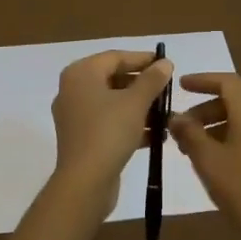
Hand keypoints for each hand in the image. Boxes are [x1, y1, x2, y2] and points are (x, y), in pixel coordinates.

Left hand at [49, 49, 173, 210]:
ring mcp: (75, 116)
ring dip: (140, 107)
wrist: (85, 182)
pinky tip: (155, 134)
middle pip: (113, 79)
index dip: (142, 59)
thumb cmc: (109, 132)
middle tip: (168, 89)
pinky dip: (130, 125)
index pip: (115, 57)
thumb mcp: (136, 102)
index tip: (166, 64)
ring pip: (113, 103)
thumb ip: (152, 80)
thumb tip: (165, 63)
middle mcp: (73, 90)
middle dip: (143, 85)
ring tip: (167, 113)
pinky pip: (109, 123)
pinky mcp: (82, 138)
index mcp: (80, 74)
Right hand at [168, 72, 240, 239]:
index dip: (203, 79)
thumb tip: (176, 117)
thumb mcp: (208, 161)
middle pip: (233, 103)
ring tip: (190, 150)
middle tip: (179, 129)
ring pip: (239, 123)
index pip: (229, 83)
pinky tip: (211, 165)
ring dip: (212, 128)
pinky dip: (225, 141)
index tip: (181, 86)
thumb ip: (190, 134)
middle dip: (203, 110)